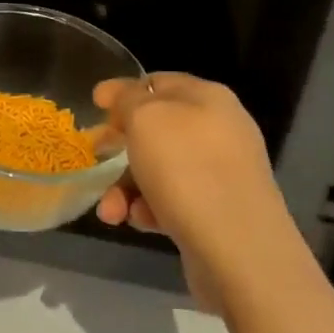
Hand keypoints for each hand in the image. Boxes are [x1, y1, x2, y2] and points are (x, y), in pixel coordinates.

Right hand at [93, 73, 295, 309]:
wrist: (239, 250)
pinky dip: (150, 209)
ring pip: (159, 169)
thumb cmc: (187, 170)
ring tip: (111, 211)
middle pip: (156, 129)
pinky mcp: (218, 212)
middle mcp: (219, 130)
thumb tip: (118, 93)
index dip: (124, 91)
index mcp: (208, 98)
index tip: (94, 106)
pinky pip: (173, 200)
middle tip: (94, 157)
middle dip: (120, 146)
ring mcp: (222, 173)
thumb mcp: (146, 119)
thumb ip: (127, 99)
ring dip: (127, 187)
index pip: (159, 82)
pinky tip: (139, 222)